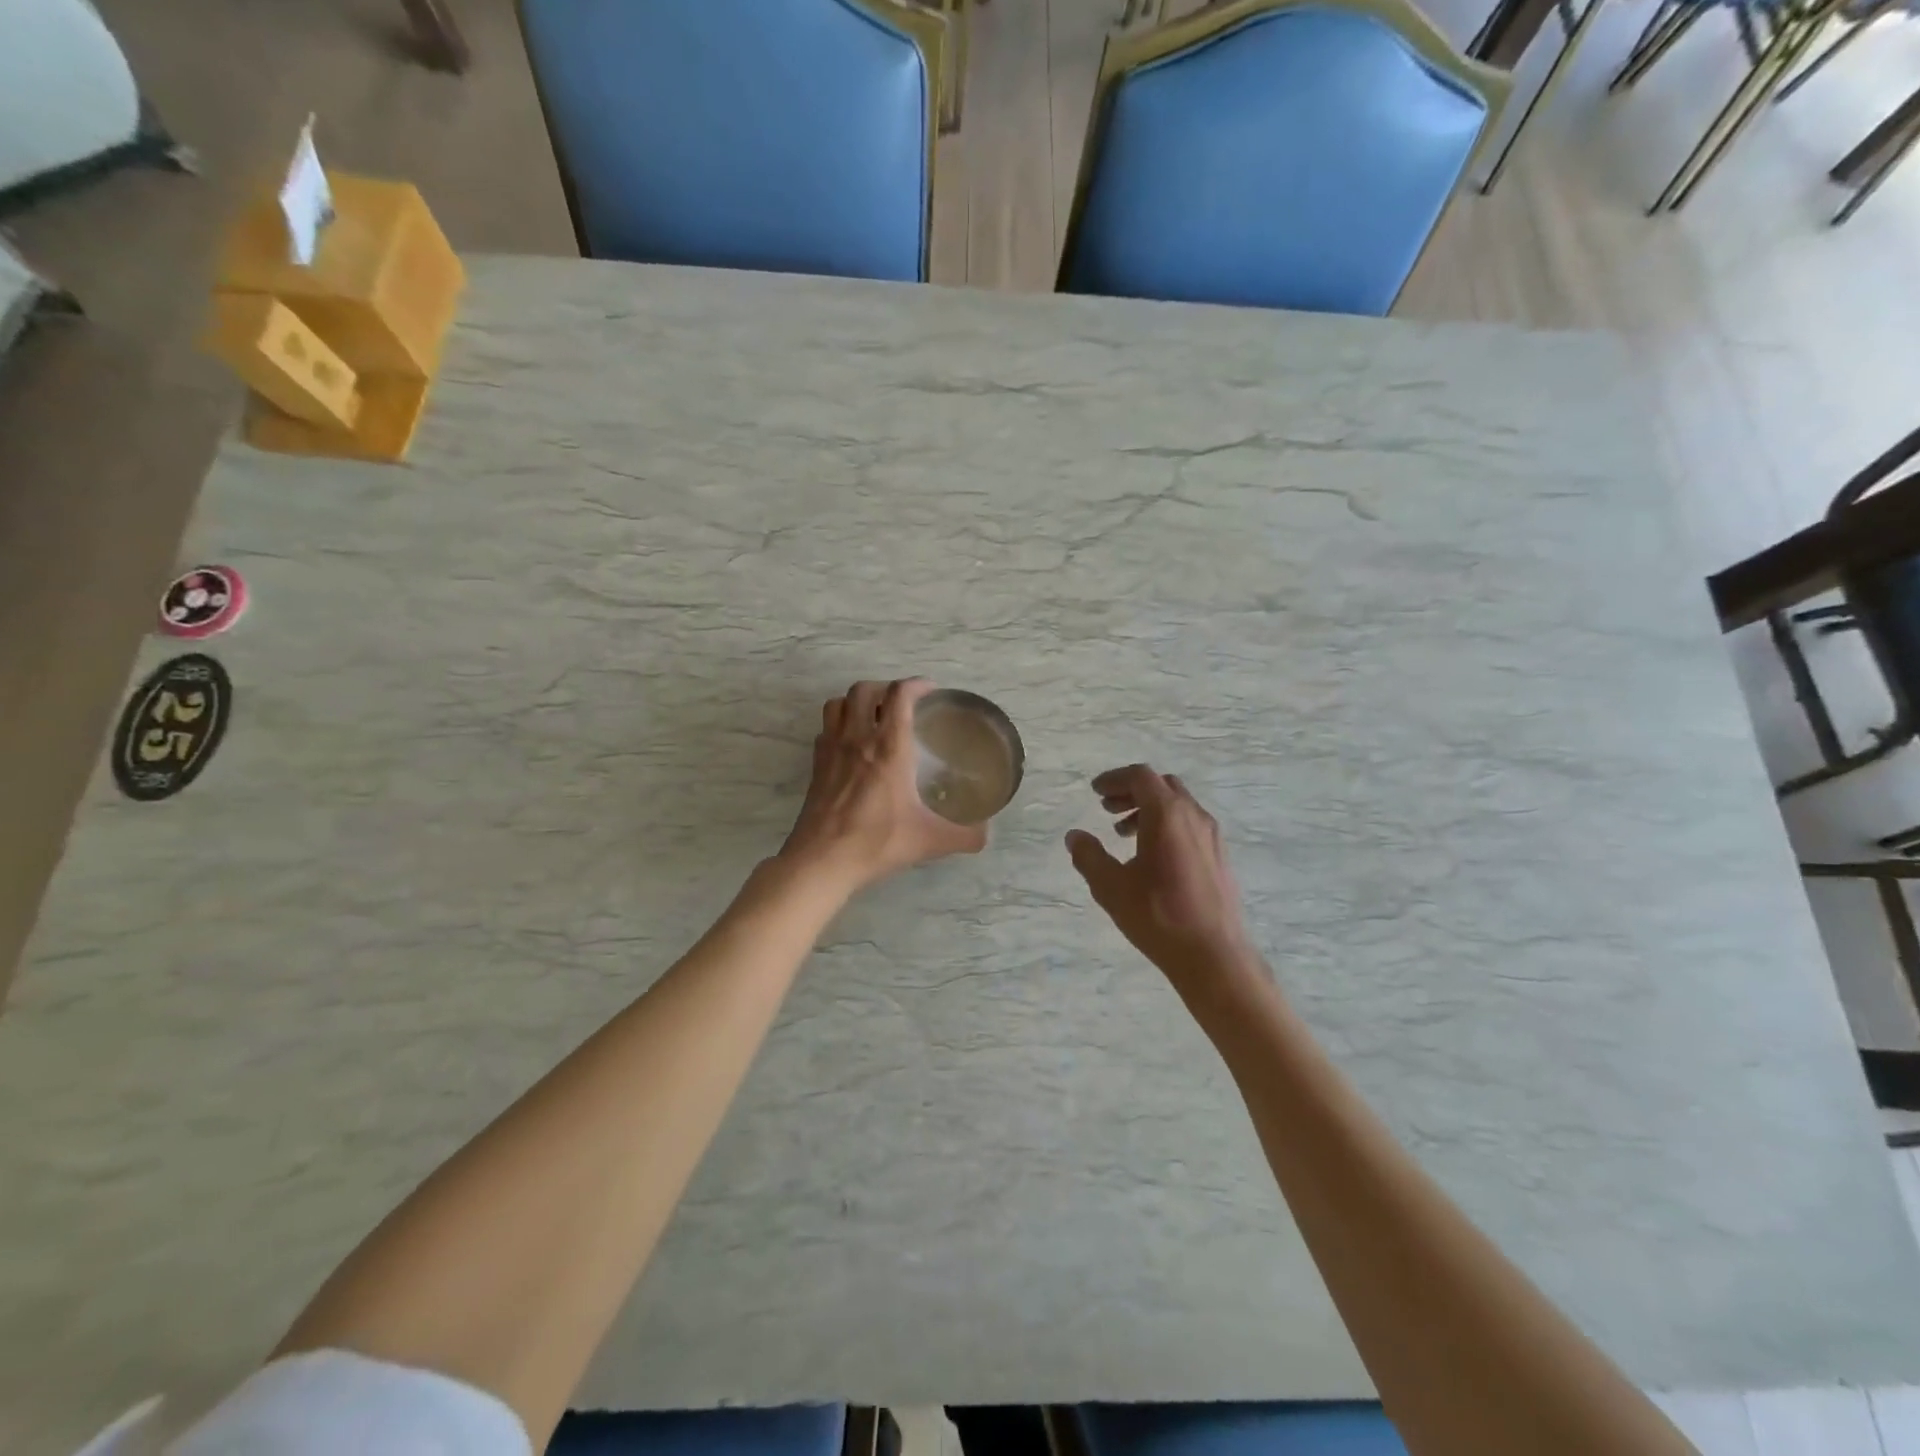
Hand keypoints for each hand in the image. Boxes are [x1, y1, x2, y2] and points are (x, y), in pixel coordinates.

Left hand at [780, 679, 986, 895]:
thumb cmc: (877, 842)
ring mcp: (832, 750)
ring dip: (856, 701)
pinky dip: (839, 725)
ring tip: (873, 716)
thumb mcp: (929, 841)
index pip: (899, 695)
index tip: (930, 691)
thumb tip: (985, 834)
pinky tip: (851, 745)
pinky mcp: (816, 765)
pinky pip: (825, 729)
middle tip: (901, 703)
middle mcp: (858, 739)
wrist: (822, 860)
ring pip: (838, 703)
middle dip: (885, 688)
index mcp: (888, 748)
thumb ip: (964, 836)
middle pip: (864, 689)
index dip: (917, 685)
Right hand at [1066, 765, 1261, 995]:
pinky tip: (1151, 857)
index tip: (1095, 792)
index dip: (1115, 779)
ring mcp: (1212, 836)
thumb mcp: (1111, 887)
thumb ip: (1089, 856)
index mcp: (1167, 815)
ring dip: (1149, 809)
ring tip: (1123, 834)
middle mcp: (1194, 816)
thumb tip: (1075, 836)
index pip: (1141, 776)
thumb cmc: (1158, 916)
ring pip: (1178, 805)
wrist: (1214, 955)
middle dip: (1132, 791)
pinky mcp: (1220, 856)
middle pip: (1162, 785)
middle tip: (1107, 809)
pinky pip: (1190, 825)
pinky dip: (1167, 825)